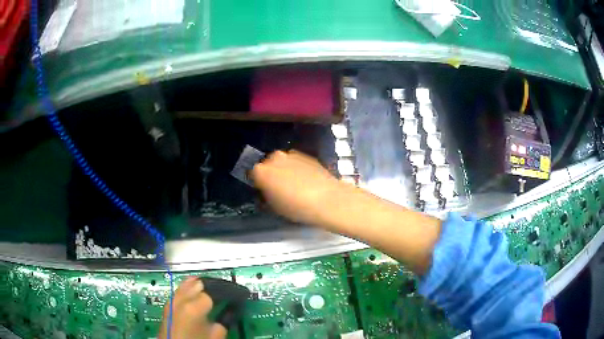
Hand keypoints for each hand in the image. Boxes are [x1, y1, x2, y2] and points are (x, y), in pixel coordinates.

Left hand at [158, 277, 226, 338]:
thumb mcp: (216, 335)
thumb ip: (225, 320)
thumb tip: (231, 309)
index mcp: (194, 307)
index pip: (214, 291)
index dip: (227, 292)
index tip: (237, 295)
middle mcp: (181, 299)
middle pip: (198, 284)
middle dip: (213, 286)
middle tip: (226, 293)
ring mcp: (172, 301)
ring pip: (186, 284)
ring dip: (200, 285)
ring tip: (212, 291)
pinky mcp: (168, 306)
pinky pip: (179, 290)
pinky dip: (189, 289)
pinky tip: (195, 293)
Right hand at [250, 150, 343, 225]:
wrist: (327, 199)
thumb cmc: (297, 207)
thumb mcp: (275, 207)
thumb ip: (266, 196)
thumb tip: (266, 192)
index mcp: (261, 171)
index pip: (252, 174)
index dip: (257, 183)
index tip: (263, 191)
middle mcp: (274, 158)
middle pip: (267, 165)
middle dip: (271, 174)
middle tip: (278, 188)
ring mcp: (292, 155)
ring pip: (282, 162)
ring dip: (284, 170)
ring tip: (294, 185)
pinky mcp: (307, 155)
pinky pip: (296, 162)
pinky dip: (297, 169)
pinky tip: (305, 181)